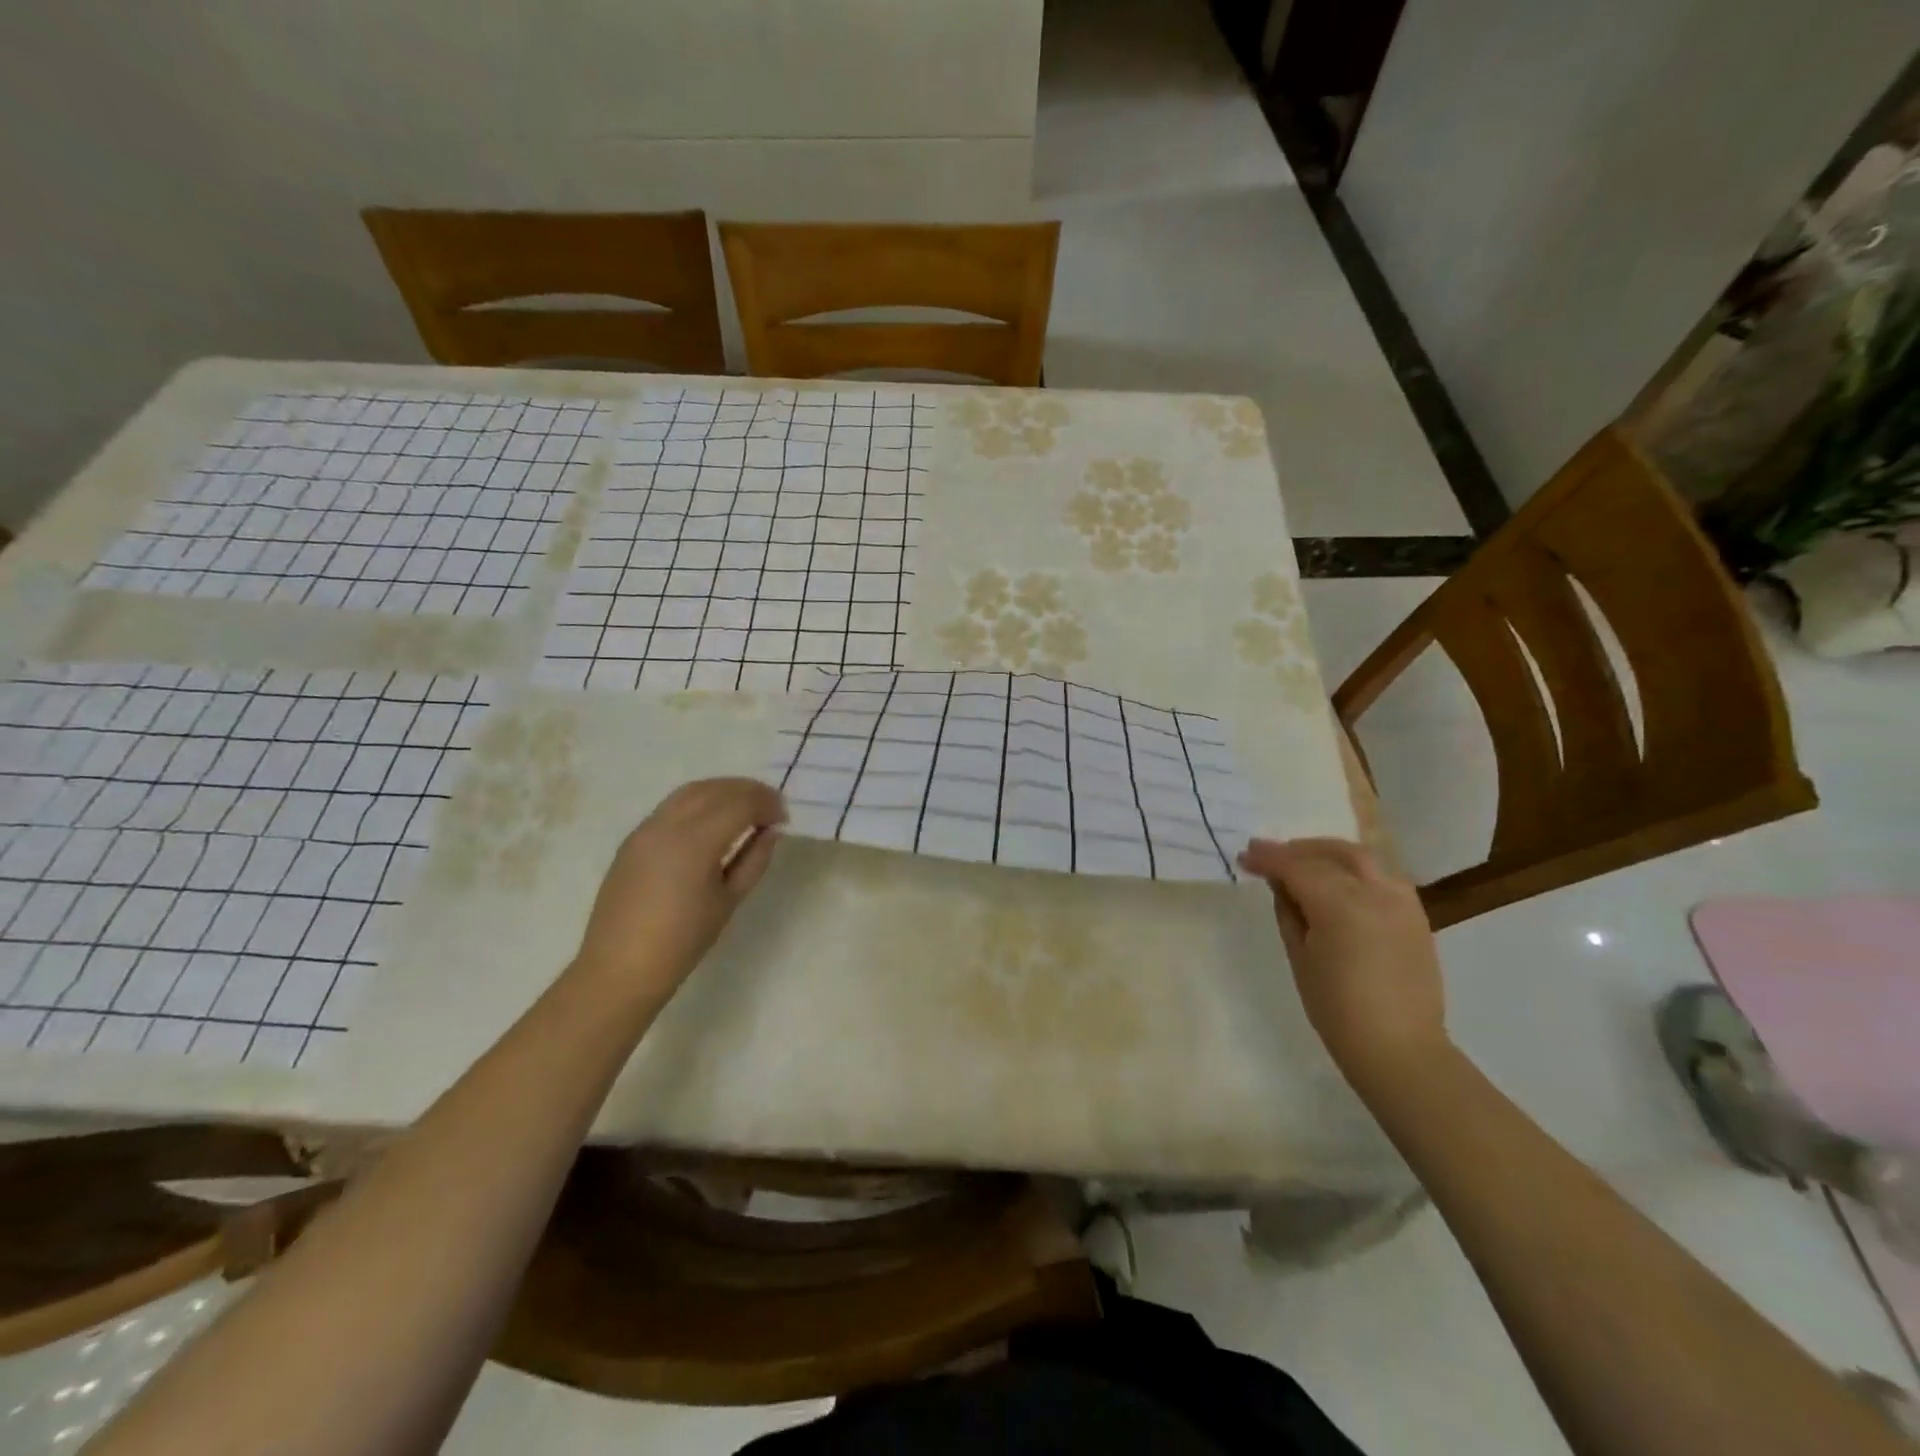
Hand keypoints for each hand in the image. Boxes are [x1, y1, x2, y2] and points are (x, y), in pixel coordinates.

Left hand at [571, 777, 786, 1000]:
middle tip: (772, 807)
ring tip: (745, 807)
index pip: (740, 803)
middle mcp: (668, 825)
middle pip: (716, 789)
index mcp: (695, 842)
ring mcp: (646, 828)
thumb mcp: (729, 900)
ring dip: (723, 790)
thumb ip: (754, 859)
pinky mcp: (634, 838)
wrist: (621, 967)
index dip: (767, 804)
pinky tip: (713, 819)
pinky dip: (700, 801)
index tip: (784, 818)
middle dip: (749, 791)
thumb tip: (771, 831)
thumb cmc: (683, 941)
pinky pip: (672, 805)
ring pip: (692, 791)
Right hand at [1238, 837, 1448, 1096]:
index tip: (1245, 857)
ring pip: (1361, 859)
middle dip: (1298, 849)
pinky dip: (1354, 870)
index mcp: (1341, 905)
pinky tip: (1338, 882)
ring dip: (1328, 854)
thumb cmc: (1336, 1008)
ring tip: (1303, 862)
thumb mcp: (1300, 957)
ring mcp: (1401, 902)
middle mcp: (1375, 893)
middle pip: (1332, 853)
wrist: (1399, 1048)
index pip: (1296, 867)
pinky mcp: (1415, 915)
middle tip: (1269, 854)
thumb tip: (1281, 883)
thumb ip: (1289, 911)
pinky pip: (1381, 877)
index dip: (1268, 858)